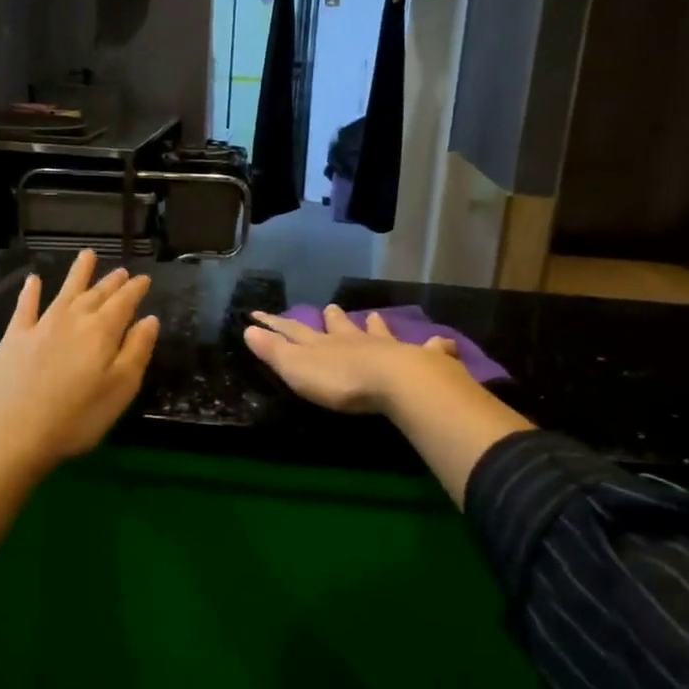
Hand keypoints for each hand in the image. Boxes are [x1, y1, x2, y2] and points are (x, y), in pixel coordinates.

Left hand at [0, 249, 159, 469]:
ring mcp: (40, 326)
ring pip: (64, 292)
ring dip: (78, 274)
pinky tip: (33, 280)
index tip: (144, 279)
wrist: (12, 434)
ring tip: (88, 255)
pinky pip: (24, 308)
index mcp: (102, 332)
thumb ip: (137, 351)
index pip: (124, 303)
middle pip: (96, 295)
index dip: (135, 290)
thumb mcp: (120, 389)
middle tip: (122, 271)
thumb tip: (149, 319)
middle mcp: (72, 320)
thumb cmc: (76, 418)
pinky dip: (30, 292)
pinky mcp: (13, 339)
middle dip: (111, 282)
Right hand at [244, 305, 467, 414]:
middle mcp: (355, 341)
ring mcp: (388, 348)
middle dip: (331, 319)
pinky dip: (433, 347)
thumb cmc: (342, 381)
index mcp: (323, 345)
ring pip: (378, 333)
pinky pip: (429, 350)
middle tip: (330, 307)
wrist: (396, 382)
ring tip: (372, 316)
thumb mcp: (297, 369)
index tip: (258, 313)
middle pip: (339, 327)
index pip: (293, 331)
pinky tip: (441, 343)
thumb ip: (274, 351)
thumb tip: (247, 329)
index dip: (274, 324)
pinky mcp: (419, 360)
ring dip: (373, 326)